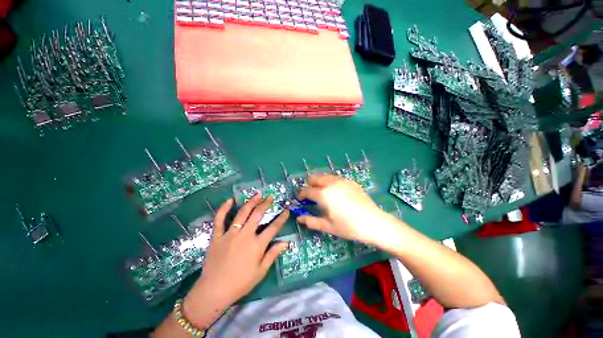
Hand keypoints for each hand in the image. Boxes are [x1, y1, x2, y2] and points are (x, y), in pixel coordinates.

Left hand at [182, 195, 288, 327]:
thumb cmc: (240, 283)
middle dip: (265, 204)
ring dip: (251, 202)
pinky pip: (219, 219)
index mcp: (257, 245)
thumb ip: (273, 255)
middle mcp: (245, 236)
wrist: (213, 291)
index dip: (281, 218)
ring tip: (257, 195)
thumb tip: (286, 242)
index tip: (286, 210)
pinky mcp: (217, 236)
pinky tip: (230, 200)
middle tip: (270, 197)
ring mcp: (230, 234)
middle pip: (257, 215)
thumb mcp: (260, 271)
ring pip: (242, 213)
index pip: (273, 228)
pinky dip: (224, 209)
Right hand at [297, 174, 386, 244]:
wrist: (373, 222)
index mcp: (323, 194)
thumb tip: (299, 218)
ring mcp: (341, 180)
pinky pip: (335, 178)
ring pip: (324, 176)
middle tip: (311, 196)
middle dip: (309, 185)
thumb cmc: (348, 226)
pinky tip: (336, 193)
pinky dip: (330, 182)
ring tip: (323, 194)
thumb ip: (311, 221)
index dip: (301, 195)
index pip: (307, 190)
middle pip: (314, 177)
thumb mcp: (328, 226)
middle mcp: (331, 183)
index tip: (301, 200)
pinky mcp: (350, 181)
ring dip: (319, 183)